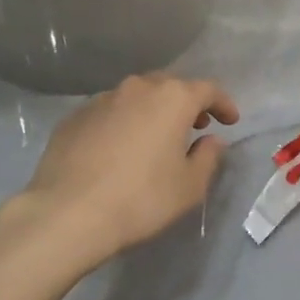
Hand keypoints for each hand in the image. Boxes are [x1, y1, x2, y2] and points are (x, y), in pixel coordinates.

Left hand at [13, 73, 238, 270]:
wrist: (68, 212)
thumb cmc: (141, 199)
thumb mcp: (189, 187)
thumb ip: (207, 157)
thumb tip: (211, 140)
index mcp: (172, 98)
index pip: (207, 90)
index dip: (223, 104)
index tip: (231, 120)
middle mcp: (138, 88)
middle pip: (170, 87)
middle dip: (186, 103)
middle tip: (195, 125)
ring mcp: (102, 99)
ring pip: (137, 97)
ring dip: (152, 111)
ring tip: (155, 137)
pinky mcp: (75, 116)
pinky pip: (109, 113)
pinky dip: (122, 123)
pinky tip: (118, 149)